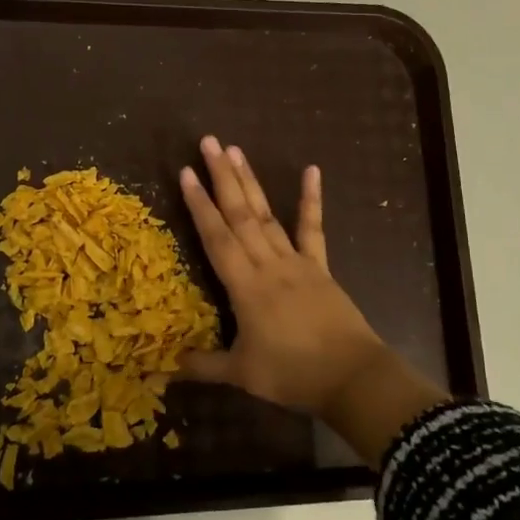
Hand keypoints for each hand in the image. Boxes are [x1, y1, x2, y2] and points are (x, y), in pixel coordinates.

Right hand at [177, 138, 449, 465]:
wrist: (352, 377)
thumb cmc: (293, 373)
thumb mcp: (242, 374)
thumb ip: (204, 366)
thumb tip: (166, 367)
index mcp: (245, 286)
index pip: (216, 238)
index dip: (199, 205)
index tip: (186, 172)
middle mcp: (268, 264)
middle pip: (240, 215)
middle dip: (222, 177)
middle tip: (209, 142)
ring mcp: (296, 262)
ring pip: (267, 215)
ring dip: (250, 182)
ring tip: (236, 150)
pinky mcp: (320, 267)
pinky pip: (313, 229)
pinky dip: (311, 200)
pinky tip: (312, 170)